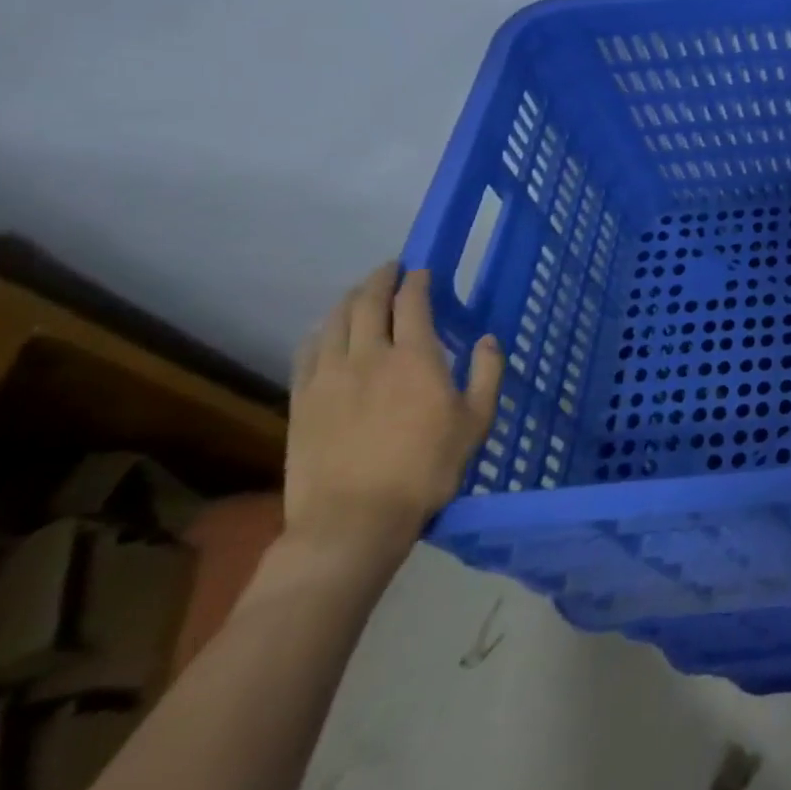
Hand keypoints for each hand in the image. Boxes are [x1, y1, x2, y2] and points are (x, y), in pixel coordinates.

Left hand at [286, 265, 501, 568]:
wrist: (353, 520)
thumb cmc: (427, 468)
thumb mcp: (477, 421)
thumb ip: (487, 373)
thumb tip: (488, 339)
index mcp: (415, 357)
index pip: (412, 303)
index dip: (418, 281)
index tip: (423, 271)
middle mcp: (369, 356)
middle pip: (367, 303)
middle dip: (380, 280)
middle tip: (391, 270)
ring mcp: (328, 378)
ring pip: (333, 322)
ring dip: (349, 300)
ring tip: (360, 293)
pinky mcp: (302, 402)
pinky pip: (308, 352)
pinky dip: (321, 332)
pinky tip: (326, 332)